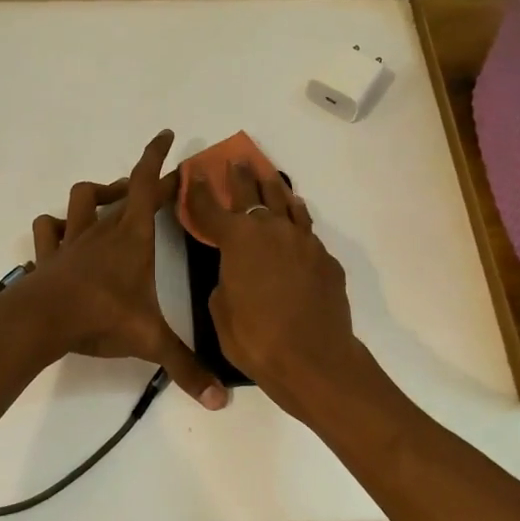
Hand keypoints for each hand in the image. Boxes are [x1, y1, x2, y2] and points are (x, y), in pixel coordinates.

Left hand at [22, 130, 226, 409]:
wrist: (41, 321)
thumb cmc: (101, 317)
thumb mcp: (150, 341)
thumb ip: (186, 368)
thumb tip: (220, 401)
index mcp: (133, 238)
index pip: (147, 185)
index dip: (157, 158)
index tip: (166, 135)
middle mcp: (104, 230)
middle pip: (124, 191)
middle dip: (143, 182)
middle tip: (159, 185)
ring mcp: (72, 240)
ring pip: (82, 199)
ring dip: (98, 194)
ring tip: (111, 202)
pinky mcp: (49, 255)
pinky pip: (48, 229)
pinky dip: (56, 226)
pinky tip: (63, 233)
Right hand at [183, 161, 363, 419]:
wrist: (314, 359)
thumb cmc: (255, 338)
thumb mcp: (221, 311)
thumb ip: (224, 282)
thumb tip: (236, 274)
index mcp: (238, 240)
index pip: (211, 208)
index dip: (199, 192)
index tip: (194, 175)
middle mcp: (272, 230)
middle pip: (254, 194)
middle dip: (242, 177)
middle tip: (237, 161)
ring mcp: (303, 242)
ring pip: (288, 205)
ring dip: (276, 190)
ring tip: (271, 178)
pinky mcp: (326, 260)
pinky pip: (307, 233)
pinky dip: (297, 222)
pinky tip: (297, 223)